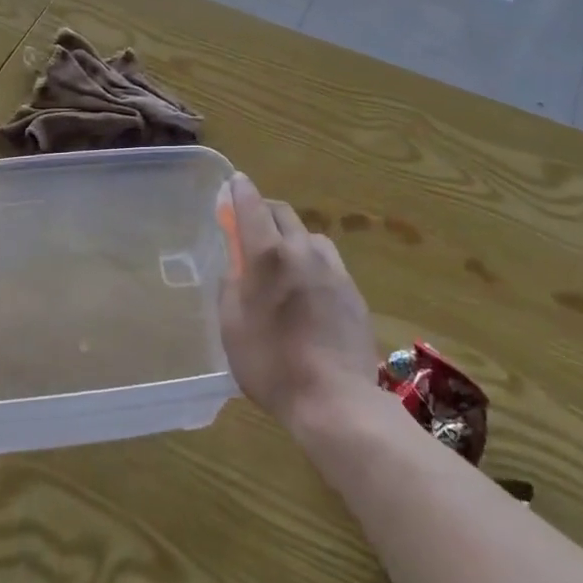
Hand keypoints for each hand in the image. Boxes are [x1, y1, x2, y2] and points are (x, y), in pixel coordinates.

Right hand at [217, 172, 376, 433]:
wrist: (336, 400)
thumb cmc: (272, 364)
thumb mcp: (232, 327)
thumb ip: (230, 286)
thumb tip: (236, 266)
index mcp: (268, 255)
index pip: (251, 205)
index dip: (240, 190)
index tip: (233, 183)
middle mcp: (302, 250)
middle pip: (282, 212)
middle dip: (264, 209)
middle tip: (250, 223)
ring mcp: (332, 269)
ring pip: (308, 234)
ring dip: (291, 235)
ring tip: (282, 258)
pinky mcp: (352, 290)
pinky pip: (327, 260)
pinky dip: (311, 260)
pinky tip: (308, 287)